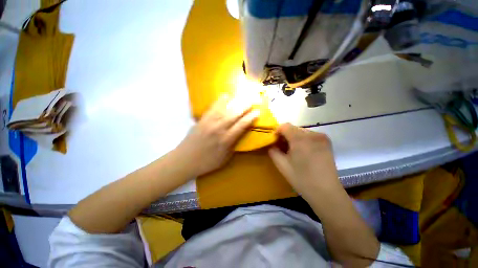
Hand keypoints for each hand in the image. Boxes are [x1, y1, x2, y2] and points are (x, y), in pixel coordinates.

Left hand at [175, 95, 258, 177]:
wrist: (185, 160)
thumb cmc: (207, 162)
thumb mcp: (225, 158)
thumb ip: (234, 145)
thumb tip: (240, 135)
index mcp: (226, 140)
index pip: (241, 126)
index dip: (250, 118)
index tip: (257, 112)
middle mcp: (219, 129)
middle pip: (234, 114)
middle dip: (244, 106)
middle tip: (252, 101)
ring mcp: (209, 122)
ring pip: (224, 109)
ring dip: (234, 101)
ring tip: (241, 96)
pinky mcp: (202, 120)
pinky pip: (212, 108)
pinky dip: (220, 101)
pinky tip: (225, 96)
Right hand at [268, 123, 340, 199]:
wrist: (326, 193)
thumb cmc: (301, 179)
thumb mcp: (282, 165)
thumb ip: (273, 151)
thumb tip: (272, 145)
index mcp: (301, 138)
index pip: (285, 126)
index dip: (277, 132)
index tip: (274, 141)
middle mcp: (313, 134)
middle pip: (293, 129)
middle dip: (285, 136)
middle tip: (282, 148)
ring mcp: (322, 138)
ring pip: (302, 132)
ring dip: (294, 138)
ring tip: (293, 151)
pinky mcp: (327, 143)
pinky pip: (310, 136)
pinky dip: (303, 141)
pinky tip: (303, 152)